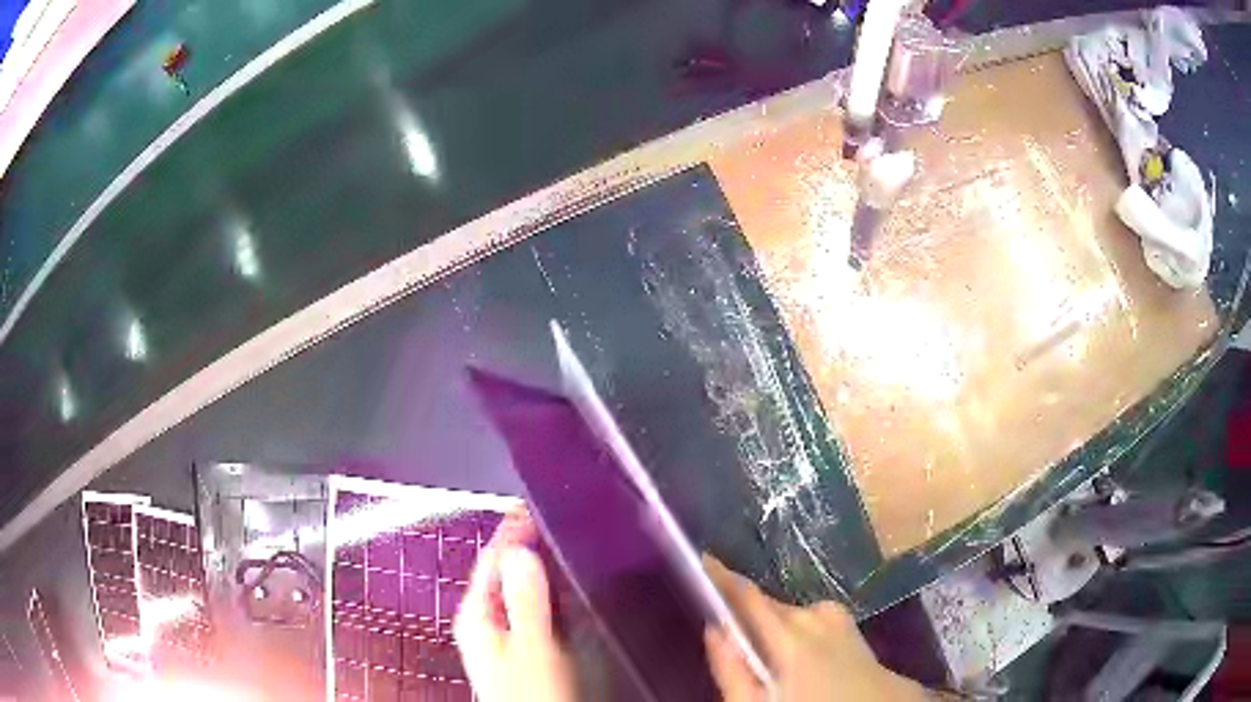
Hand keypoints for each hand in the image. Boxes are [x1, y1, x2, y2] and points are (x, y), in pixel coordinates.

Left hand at [454, 509, 576, 701]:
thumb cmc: (530, 693)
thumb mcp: (532, 646)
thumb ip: (526, 599)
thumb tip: (522, 553)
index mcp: (477, 616)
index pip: (491, 559)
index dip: (511, 530)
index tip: (528, 505)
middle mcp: (483, 622)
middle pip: (501, 572)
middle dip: (522, 545)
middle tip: (546, 520)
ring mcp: (499, 635)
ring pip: (514, 589)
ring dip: (532, 567)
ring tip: (553, 545)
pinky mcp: (517, 646)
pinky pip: (526, 607)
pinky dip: (541, 591)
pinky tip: (558, 590)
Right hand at [702, 556, 930, 701]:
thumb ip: (733, 671)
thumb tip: (715, 630)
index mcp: (792, 636)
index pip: (748, 596)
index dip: (721, 577)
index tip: (702, 559)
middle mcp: (818, 616)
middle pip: (769, 607)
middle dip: (748, 618)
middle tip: (735, 646)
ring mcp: (841, 621)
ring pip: (792, 617)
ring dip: (774, 631)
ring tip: (771, 667)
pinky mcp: (854, 629)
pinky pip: (813, 623)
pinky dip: (798, 635)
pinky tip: (802, 665)